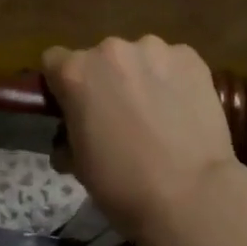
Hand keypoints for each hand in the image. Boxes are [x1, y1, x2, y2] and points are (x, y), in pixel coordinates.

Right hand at [42, 36, 238, 242]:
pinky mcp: (189, 56)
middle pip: (100, 58)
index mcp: (76, 72)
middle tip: (121, 116)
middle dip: (106, 81)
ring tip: (159, 114)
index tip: (75, 107)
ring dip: (141, 77)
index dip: (63, 85)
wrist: (192, 196)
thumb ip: (69, 135)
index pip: (54, 61)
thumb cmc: (124, 187)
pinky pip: (173, 63)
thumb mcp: (79, 165)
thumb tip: (70, 139)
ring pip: (139, 57)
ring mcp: (154, 49)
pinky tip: (184, 111)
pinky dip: (174, 80)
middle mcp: (111, 49)